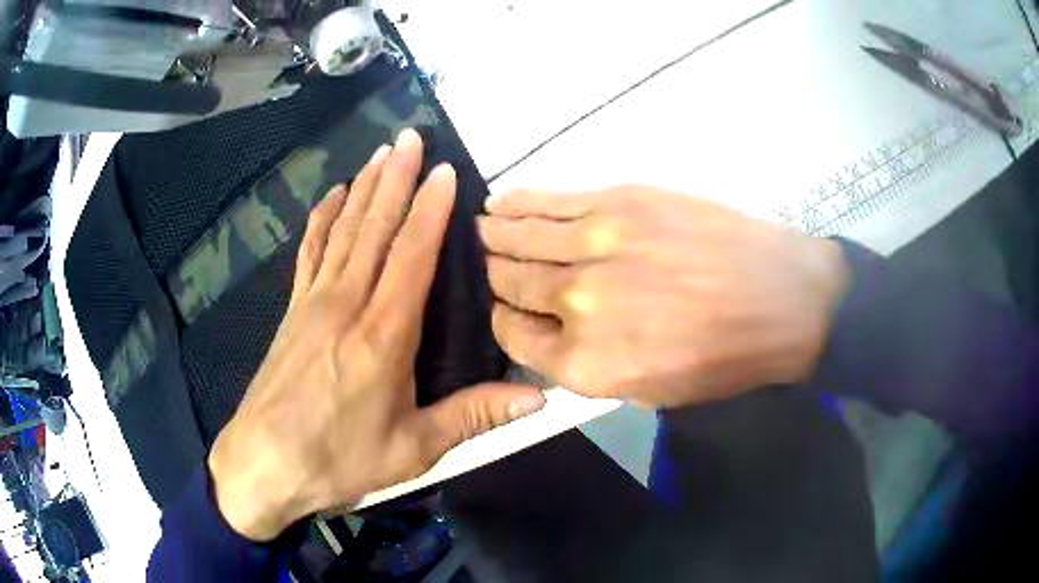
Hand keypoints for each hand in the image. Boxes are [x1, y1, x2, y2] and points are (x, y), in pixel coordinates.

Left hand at [208, 129, 544, 540]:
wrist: (265, 463)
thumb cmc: (340, 460)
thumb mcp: (414, 448)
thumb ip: (475, 416)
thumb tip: (539, 399)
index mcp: (384, 336)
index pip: (412, 256)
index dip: (431, 210)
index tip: (445, 171)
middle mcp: (347, 305)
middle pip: (374, 228)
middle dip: (396, 179)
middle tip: (410, 137)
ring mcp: (313, 303)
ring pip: (343, 231)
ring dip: (364, 188)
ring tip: (380, 153)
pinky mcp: (292, 311)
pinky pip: (310, 252)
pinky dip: (322, 219)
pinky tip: (332, 196)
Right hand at [477, 186, 847, 407]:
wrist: (783, 299)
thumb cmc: (724, 358)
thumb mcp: (652, 392)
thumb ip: (588, 367)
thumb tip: (549, 334)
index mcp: (585, 363)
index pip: (514, 334)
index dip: (501, 319)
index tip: (502, 307)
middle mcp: (577, 304)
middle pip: (511, 283)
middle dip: (493, 275)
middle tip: (484, 264)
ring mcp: (596, 246)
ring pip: (521, 238)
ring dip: (494, 234)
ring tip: (480, 228)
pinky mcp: (618, 203)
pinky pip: (552, 201)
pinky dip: (520, 202)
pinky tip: (500, 202)